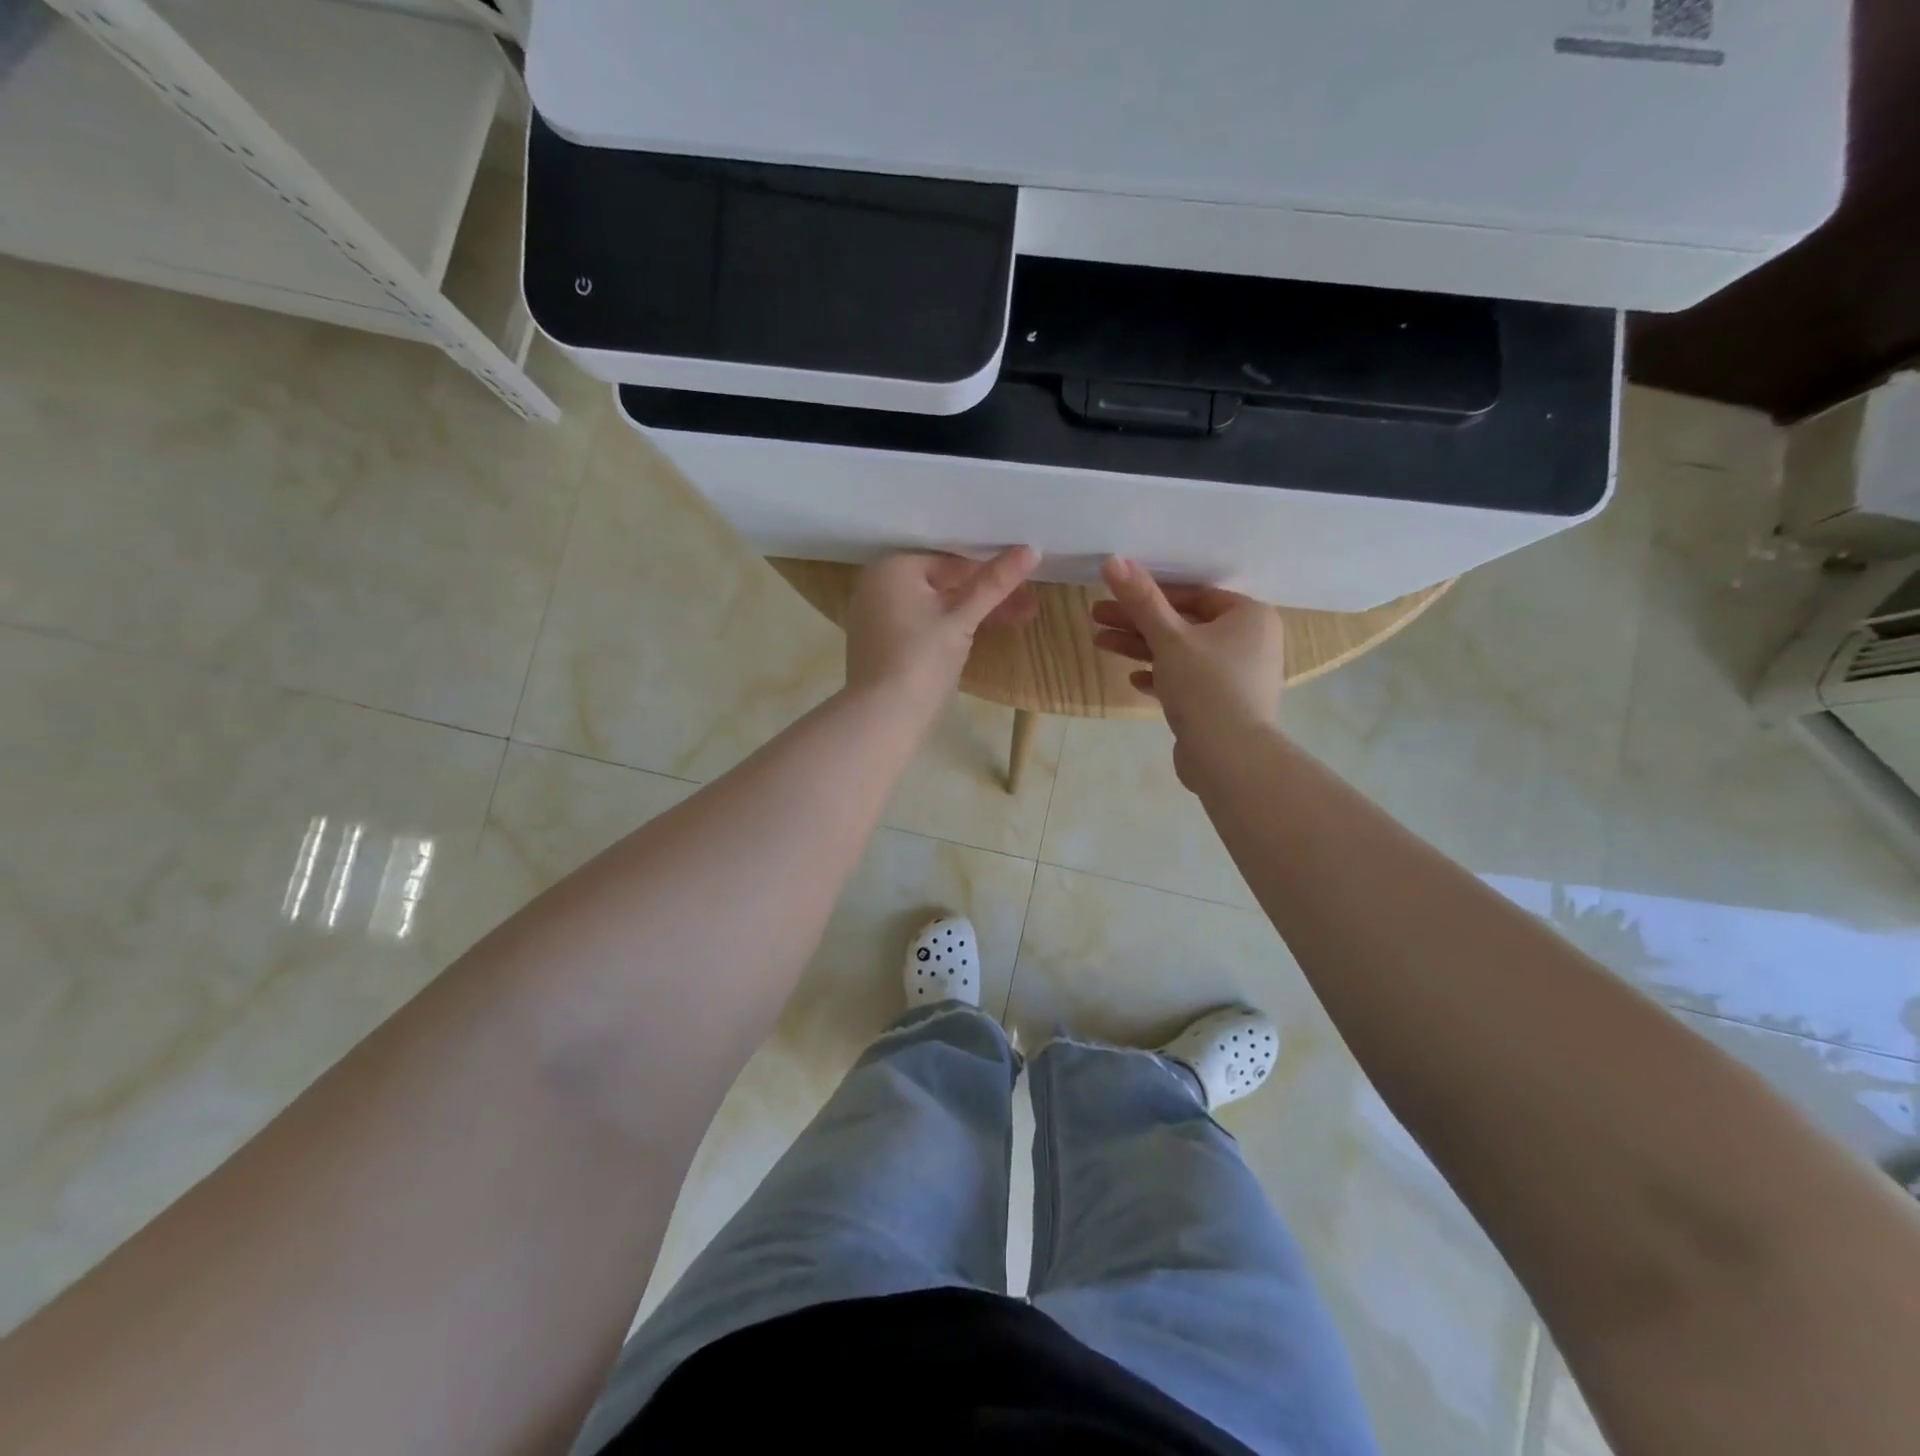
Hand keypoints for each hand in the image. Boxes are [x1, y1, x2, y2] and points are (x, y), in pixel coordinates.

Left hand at [845, 548, 1039, 709]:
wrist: (882, 718)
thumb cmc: (921, 660)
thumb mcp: (962, 620)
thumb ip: (994, 584)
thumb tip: (1031, 550)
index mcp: (892, 567)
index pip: (951, 560)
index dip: (990, 571)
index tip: (1024, 581)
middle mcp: (878, 585)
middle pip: (943, 582)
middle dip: (986, 595)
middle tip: (1028, 604)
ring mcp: (877, 616)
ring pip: (935, 605)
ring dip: (973, 613)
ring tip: (1018, 618)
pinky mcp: (883, 644)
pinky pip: (922, 624)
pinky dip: (950, 627)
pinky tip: (981, 634)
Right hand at [1091, 557, 1284, 768]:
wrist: (1229, 757)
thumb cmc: (1206, 686)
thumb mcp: (1169, 638)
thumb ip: (1142, 600)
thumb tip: (1113, 559)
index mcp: (1248, 616)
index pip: (1194, 594)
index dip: (1151, 593)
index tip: (1115, 594)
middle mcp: (1250, 642)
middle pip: (1184, 624)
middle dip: (1138, 622)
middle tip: (1096, 617)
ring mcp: (1237, 676)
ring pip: (1182, 653)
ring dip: (1142, 648)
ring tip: (1100, 643)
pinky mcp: (1223, 705)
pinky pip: (1188, 681)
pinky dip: (1161, 677)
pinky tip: (1133, 679)